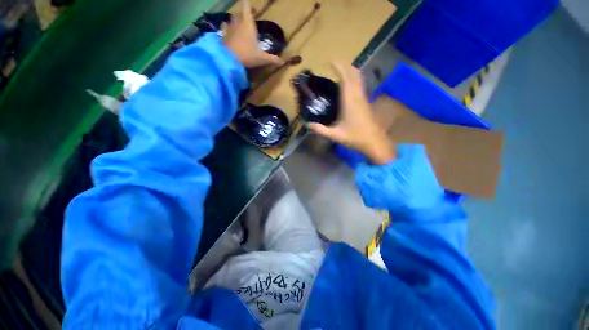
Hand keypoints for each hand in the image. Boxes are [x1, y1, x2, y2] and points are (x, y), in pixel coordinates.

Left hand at [223, 0, 284, 67]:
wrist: (229, 60)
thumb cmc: (247, 55)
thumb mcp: (262, 58)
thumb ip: (272, 59)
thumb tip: (283, 62)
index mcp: (248, 24)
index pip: (246, 6)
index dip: (248, 4)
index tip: (252, 7)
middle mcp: (238, 23)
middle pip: (239, 13)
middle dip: (243, 14)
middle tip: (248, 19)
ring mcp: (229, 29)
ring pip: (231, 20)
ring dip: (235, 21)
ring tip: (238, 26)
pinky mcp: (223, 36)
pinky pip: (224, 28)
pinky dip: (226, 29)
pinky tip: (228, 33)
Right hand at [309, 62, 395, 164]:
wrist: (374, 142)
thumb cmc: (355, 137)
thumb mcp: (335, 135)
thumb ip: (320, 130)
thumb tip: (307, 125)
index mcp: (350, 101)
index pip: (345, 78)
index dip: (338, 68)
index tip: (330, 61)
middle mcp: (358, 96)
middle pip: (354, 74)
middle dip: (345, 66)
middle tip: (334, 64)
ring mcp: (363, 98)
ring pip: (359, 78)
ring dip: (350, 71)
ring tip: (341, 71)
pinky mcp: (366, 102)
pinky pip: (360, 85)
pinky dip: (354, 79)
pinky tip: (349, 85)